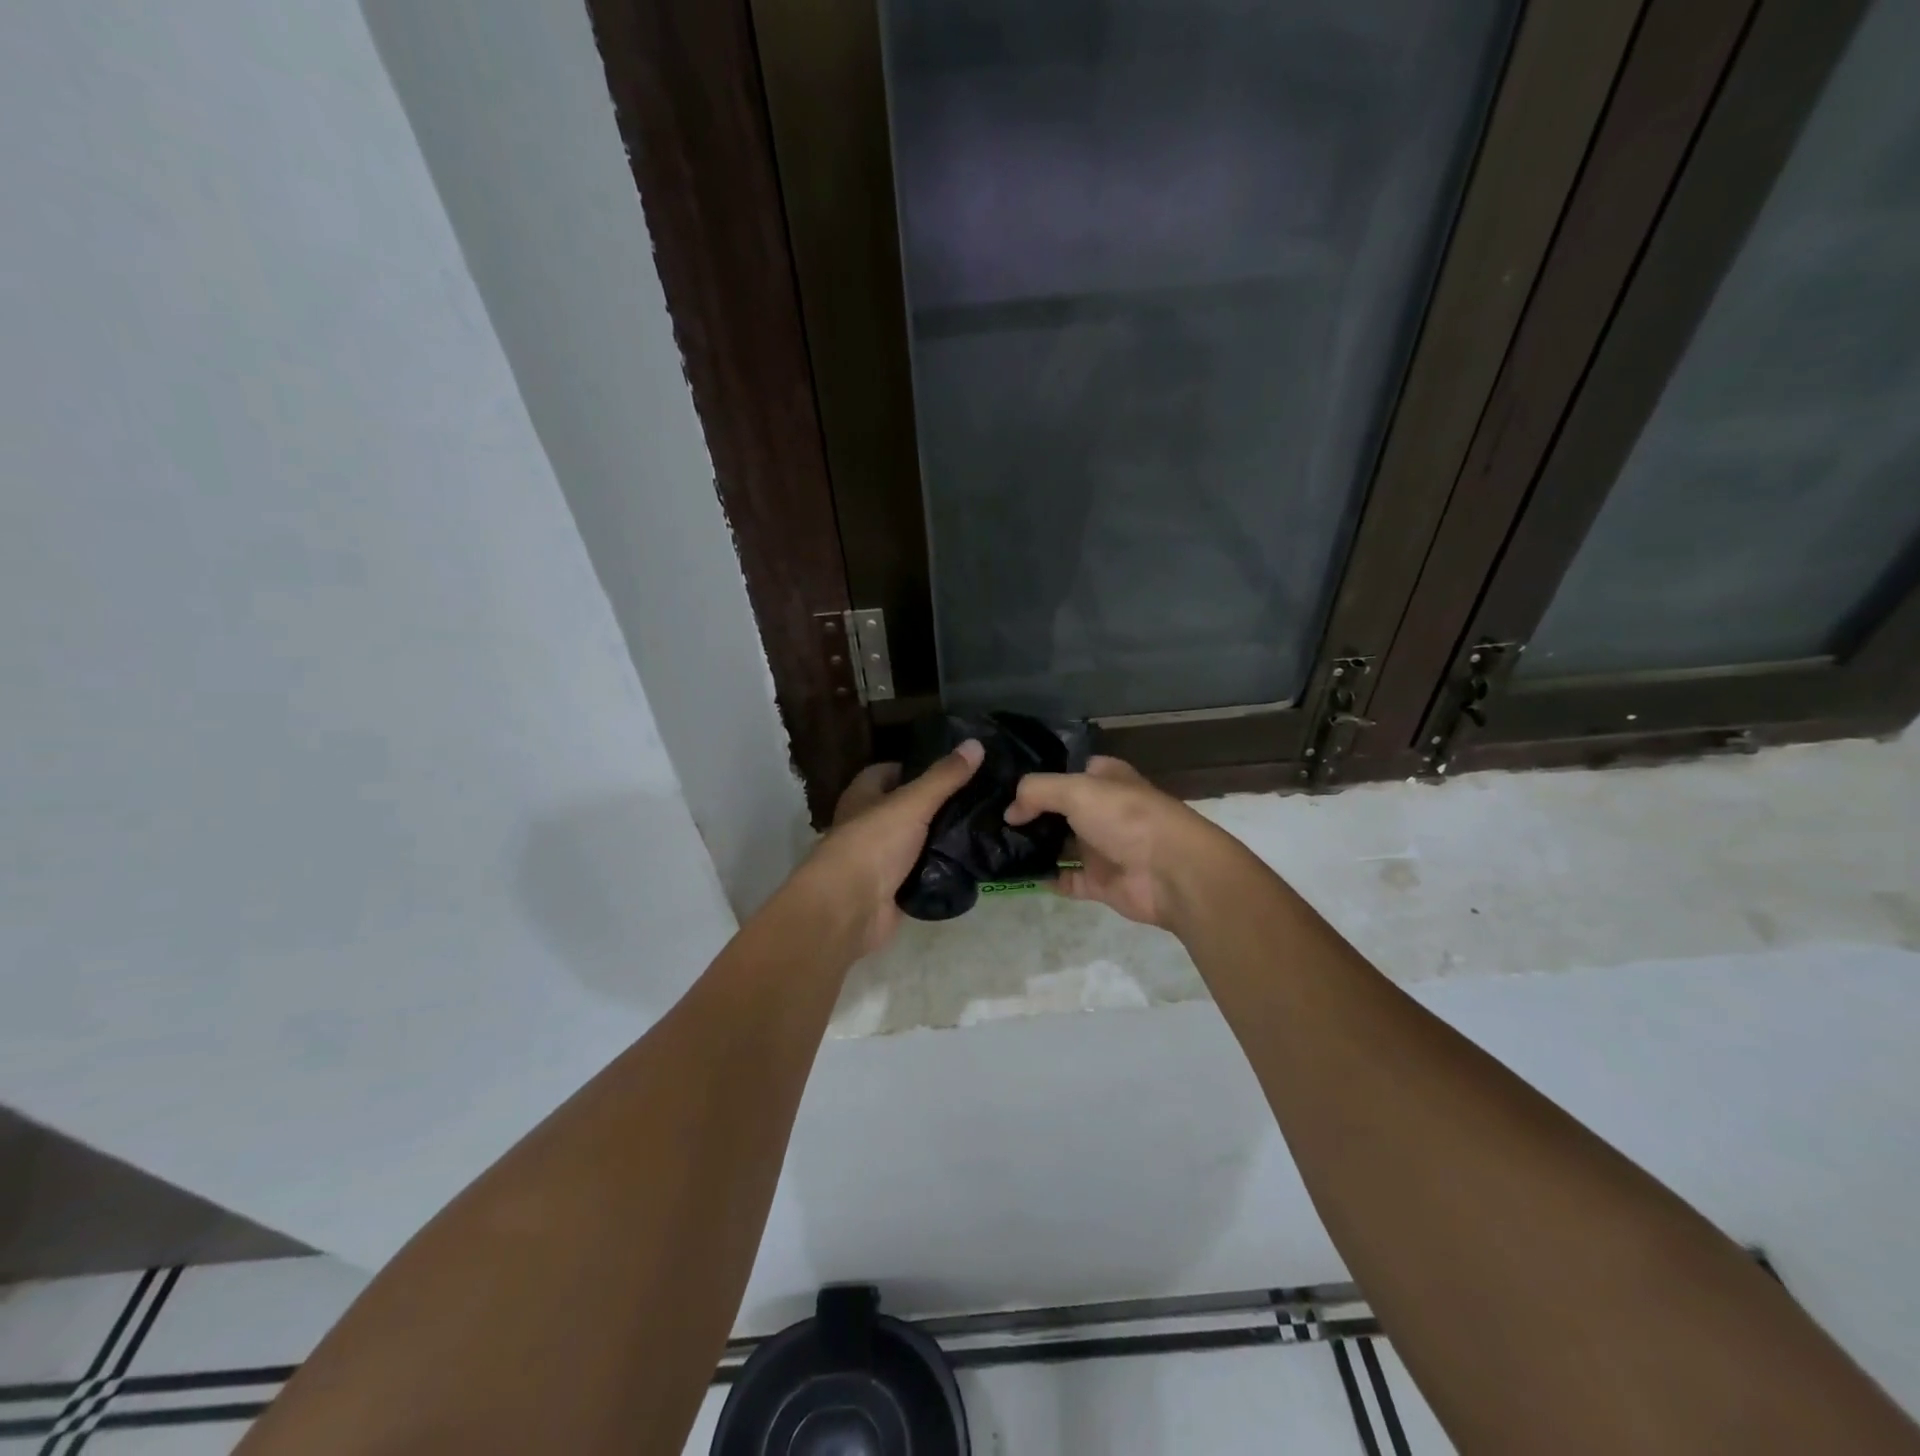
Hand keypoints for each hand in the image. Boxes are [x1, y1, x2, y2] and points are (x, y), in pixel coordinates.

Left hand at [796, 740, 984, 956]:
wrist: (850, 908)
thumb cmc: (873, 843)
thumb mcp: (912, 802)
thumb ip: (944, 776)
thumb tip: (976, 743)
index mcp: (862, 796)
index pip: (888, 771)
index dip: (916, 766)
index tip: (953, 767)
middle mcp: (868, 825)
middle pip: (906, 807)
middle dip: (937, 803)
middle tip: (978, 796)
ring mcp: (881, 859)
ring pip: (917, 841)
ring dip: (942, 837)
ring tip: (983, 825)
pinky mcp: (893, 889)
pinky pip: (923, 873)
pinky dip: (941, 869)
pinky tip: (970, 861)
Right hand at [1004, 755, 1221, 931]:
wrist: (1172, 872)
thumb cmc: (1127, 817)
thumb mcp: (1077, 790)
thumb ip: (1037, 792)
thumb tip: (1010, 812)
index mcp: (1105, 779)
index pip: (1068, 771)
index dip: (1039, 776)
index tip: (1002, 783)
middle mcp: (1103, 810)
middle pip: (1059, 810)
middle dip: (1028, 814)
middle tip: (988, 817)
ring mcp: (1101, 848)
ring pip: (1059, 845)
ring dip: (1032, 846)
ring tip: (992, 845)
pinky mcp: (1099, 882)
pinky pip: (1064, 879)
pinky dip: (1043, 878)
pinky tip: (1014, 874)